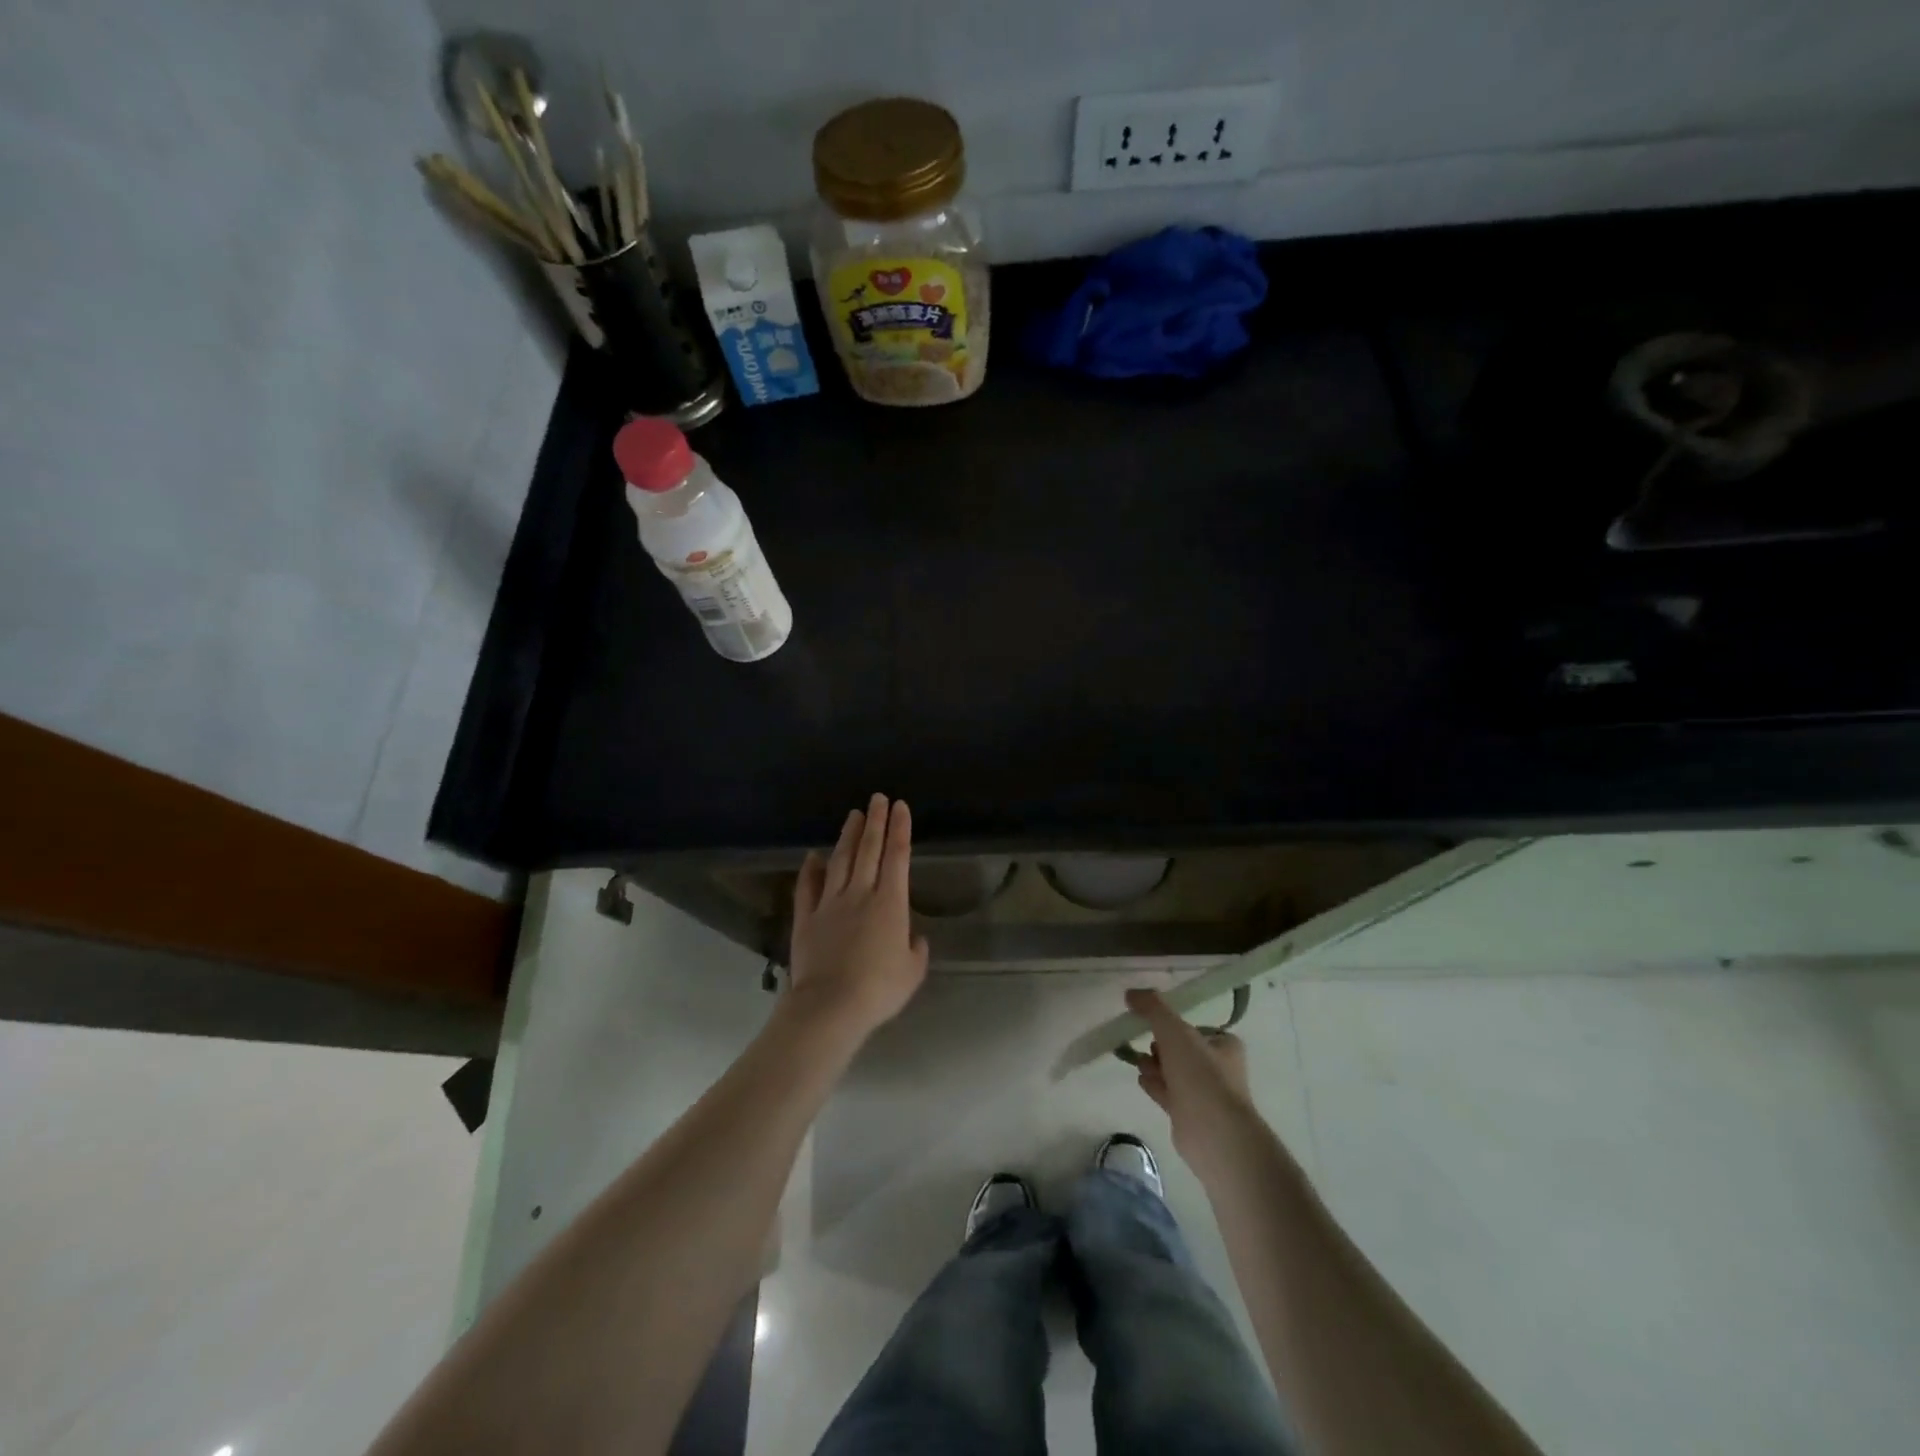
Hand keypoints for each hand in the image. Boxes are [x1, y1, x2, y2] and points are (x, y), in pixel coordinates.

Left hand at [788, 795, 928, 1041]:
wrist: (831, 1005)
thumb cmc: (879, 989)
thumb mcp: (912, 972)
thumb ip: (915, 950)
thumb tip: (913, 938)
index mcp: (890, 903)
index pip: (897, 856)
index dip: (900, 829)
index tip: (900, 806)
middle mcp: (860, 893)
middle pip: (869, 850)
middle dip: (875, 821)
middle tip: (878, 798)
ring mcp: (830, 903)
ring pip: (840, 861)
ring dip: (848, 836)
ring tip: (854, 815)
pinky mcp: (806, 917)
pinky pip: (808, 887)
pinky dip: (810, 870)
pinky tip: (813, 856)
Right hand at [1127, 988, 1261, 1177]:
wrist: (1214, 1134)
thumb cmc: (1200, 1075)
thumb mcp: (1175, 1031)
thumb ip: (1153, 1008)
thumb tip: (1131, 993)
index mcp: (1224, 1046)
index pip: (1195, 1028)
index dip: (1173, 1026)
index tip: (1153, 1026)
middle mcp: (1219, 1069)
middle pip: (1182, 1050)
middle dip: (1160, 1047)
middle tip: (1146, 1046)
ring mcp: (1205, 1095)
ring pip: (1173, 1072)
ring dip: (1154, 1065)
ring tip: (1138, 1063)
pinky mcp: (1190, 1116)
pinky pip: (1168, 1093)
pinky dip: (1154, 1084)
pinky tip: (1141, 1080)